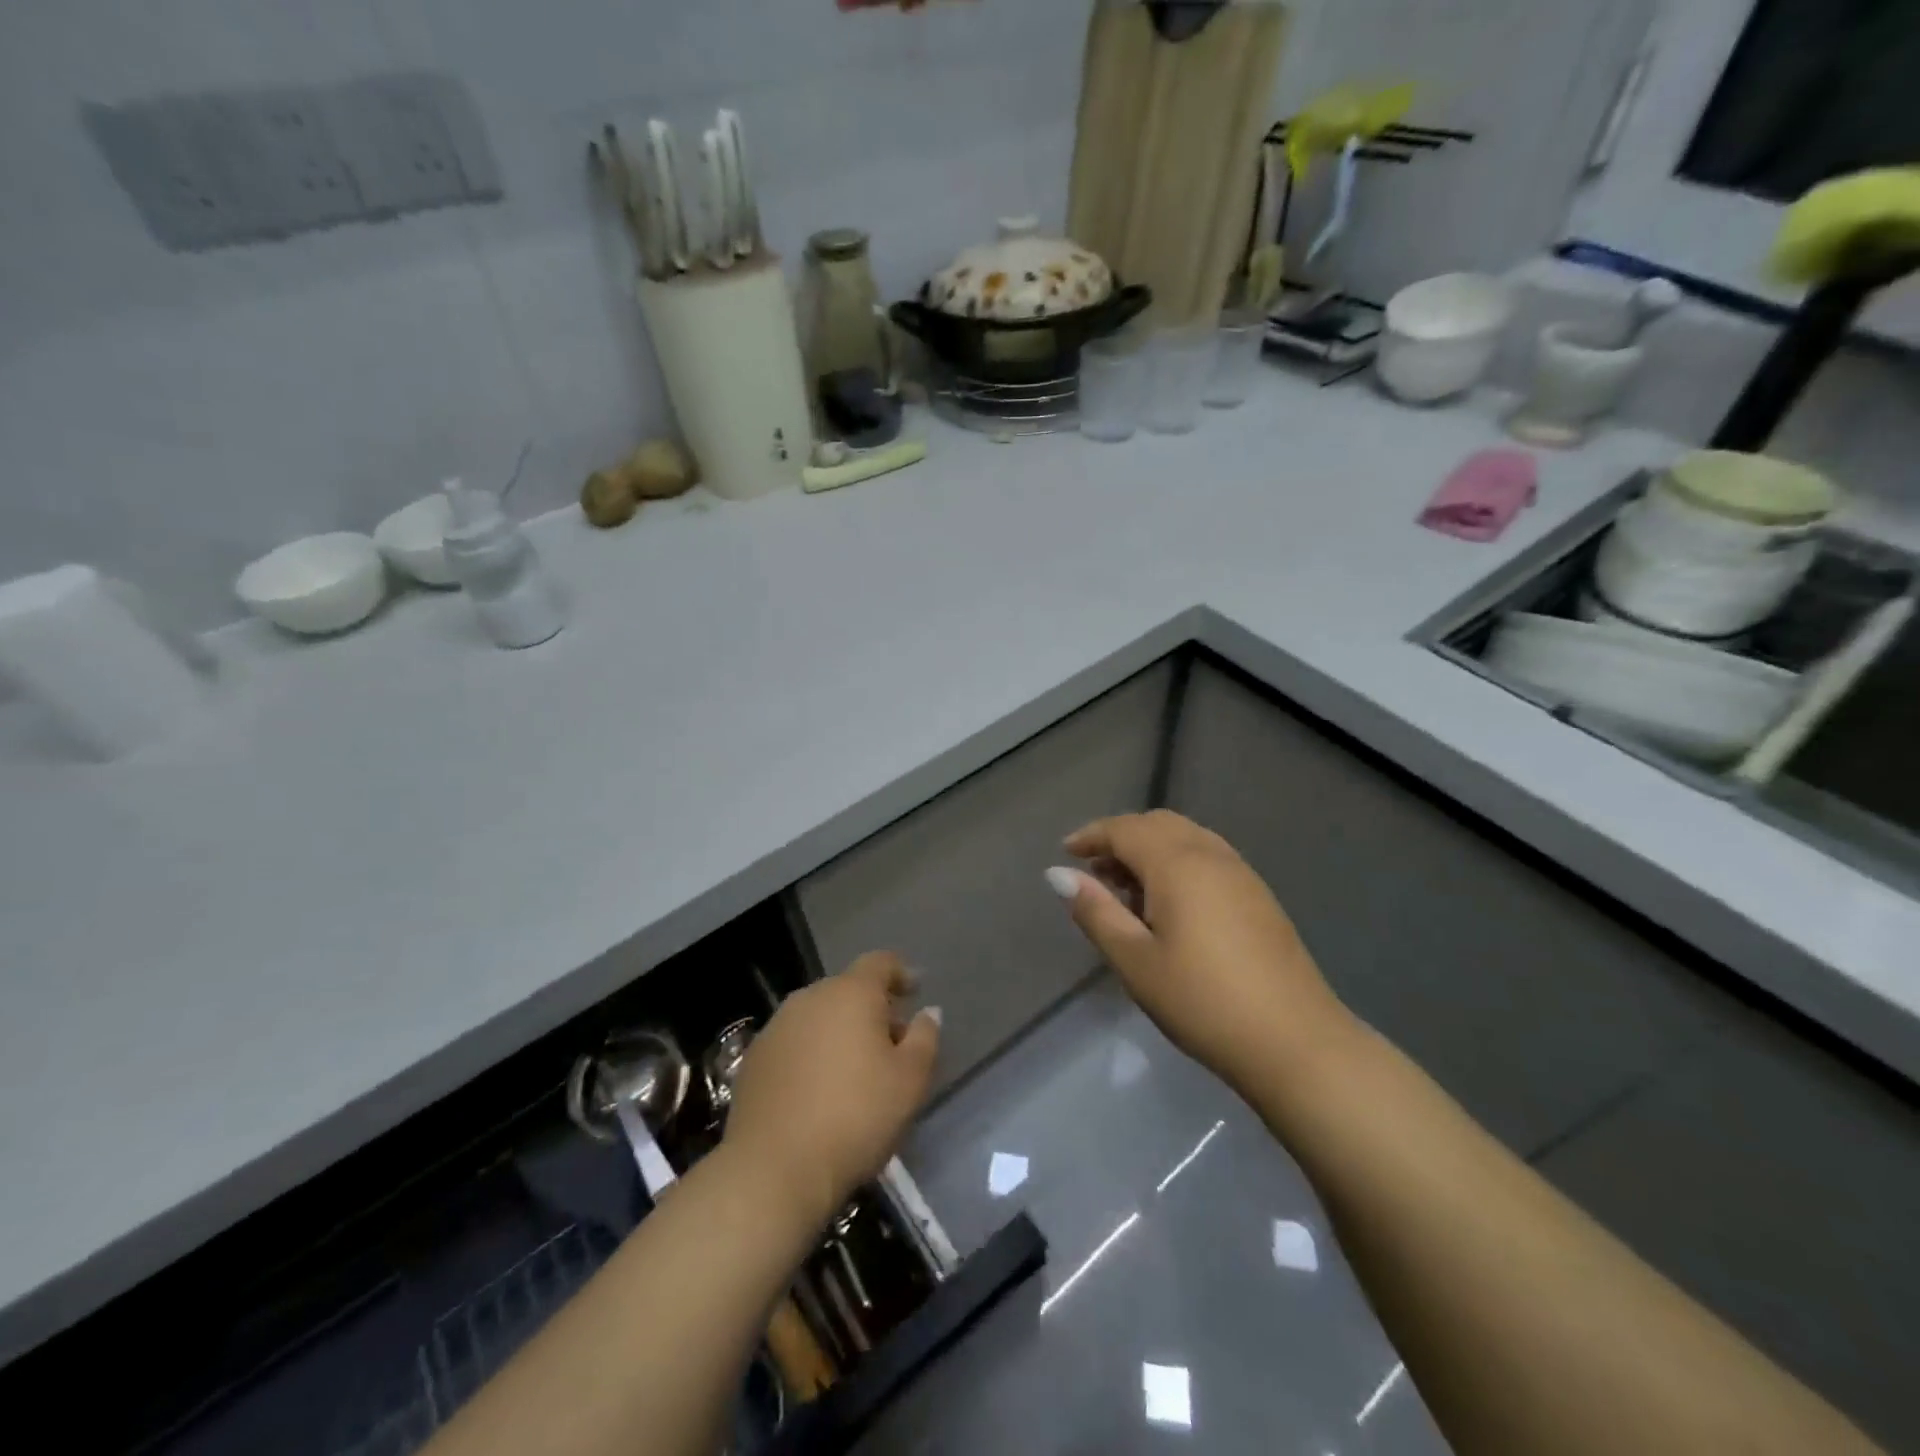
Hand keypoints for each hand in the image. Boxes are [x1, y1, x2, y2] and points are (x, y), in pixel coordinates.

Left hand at [723, 952, 939, 1228]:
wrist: (773, 1169)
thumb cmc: (855, 1117)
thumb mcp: (910, 1081)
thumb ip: (924, 1038)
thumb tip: (927, 1012)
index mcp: (851, 992)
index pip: (880, 962)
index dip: (901, 973)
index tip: (915, 992)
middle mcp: (810, 997)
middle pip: (848, 989)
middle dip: (872, 1009)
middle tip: (892, 1043)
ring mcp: (777, 1026)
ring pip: (819, 1016)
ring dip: (840, 1031)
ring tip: (855, 1070)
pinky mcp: (754, 1058)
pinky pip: (794, 1042)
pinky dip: (812, 1054)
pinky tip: (819, 1090)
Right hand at [1051, 810, 1352, 1092]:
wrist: (1295, 1042)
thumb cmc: (1202, 1001)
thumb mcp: (1135, 961)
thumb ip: (1096, 911)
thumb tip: (1058, 874)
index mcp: (1178, 863)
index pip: (1125, 829)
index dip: (1092, 835)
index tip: (1066, 852)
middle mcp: (1212, 855)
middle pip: (1158, 824)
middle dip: (1121, 838)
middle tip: (1094, 872)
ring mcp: (1242, 873)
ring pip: (1186, 838)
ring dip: (1151, 850)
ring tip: (1127, 890)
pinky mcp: (1259, 896)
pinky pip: (1208, 857)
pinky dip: (1178, 862)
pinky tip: (1170, 906)